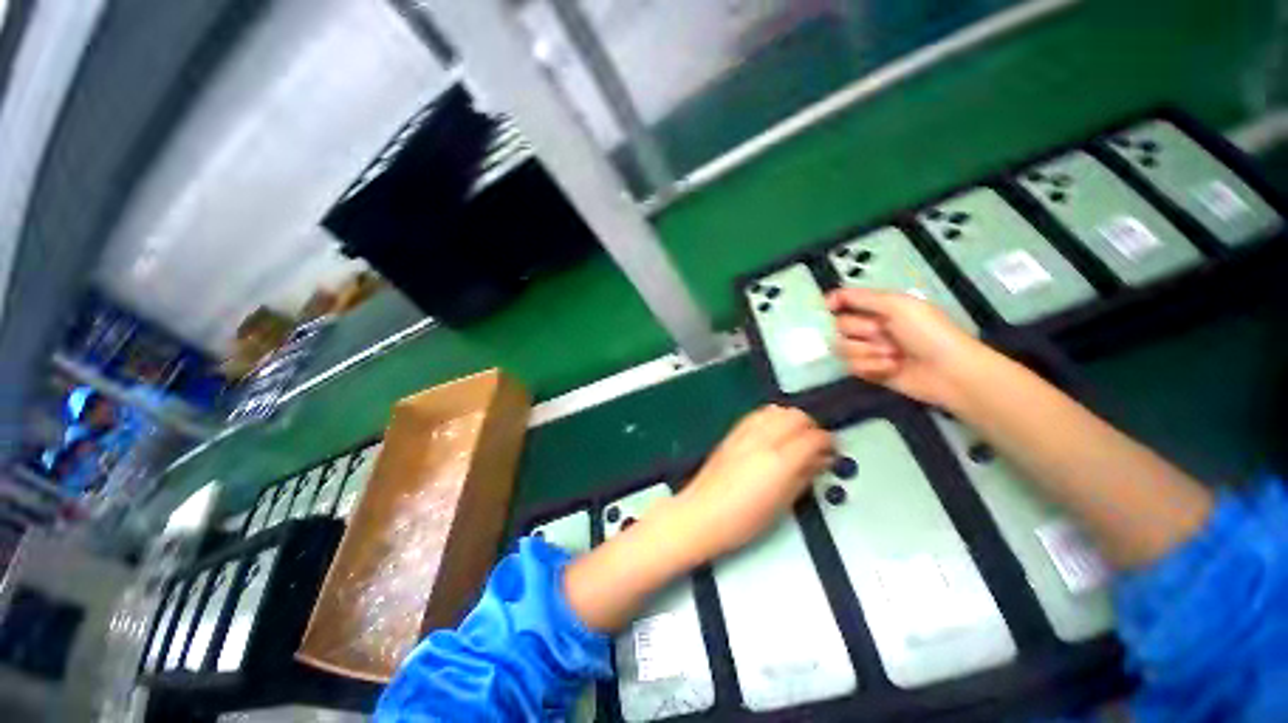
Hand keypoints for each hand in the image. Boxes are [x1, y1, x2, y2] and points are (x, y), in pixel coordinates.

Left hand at [563, 405, 830, 631]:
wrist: (702, 513)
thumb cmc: (744, 520)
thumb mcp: (783, 504)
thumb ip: (804, 476)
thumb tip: (820, 461)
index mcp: (780, 459)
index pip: (813, 437)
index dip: (828, 442)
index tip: (832, 451)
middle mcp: (764, 439)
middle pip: (796, 416)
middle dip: (811, 427)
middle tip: (816, 444)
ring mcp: (745, 433)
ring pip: (777, 410)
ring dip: (791, 419)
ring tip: (795, 438)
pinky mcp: (732, 433)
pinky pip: (758, 415)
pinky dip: (772, 418)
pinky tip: (773, 433)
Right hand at [826, 288, 990, 407]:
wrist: (948, 371)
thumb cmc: (928, 333)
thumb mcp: (899, 305)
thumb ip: (863, 298)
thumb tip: (829, 297)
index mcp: (878, 307)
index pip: (844, 301)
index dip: (833, 303)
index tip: (828, 308)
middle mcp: (869, 327)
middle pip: (839, 326)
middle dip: (859, 331)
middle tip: (881, 333)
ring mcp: (868, 350)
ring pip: (842, 348)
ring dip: (867, 351)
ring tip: (892, 355)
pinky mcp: (869, 371)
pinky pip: (851, 366)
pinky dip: (871, 367)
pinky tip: (891, 368)